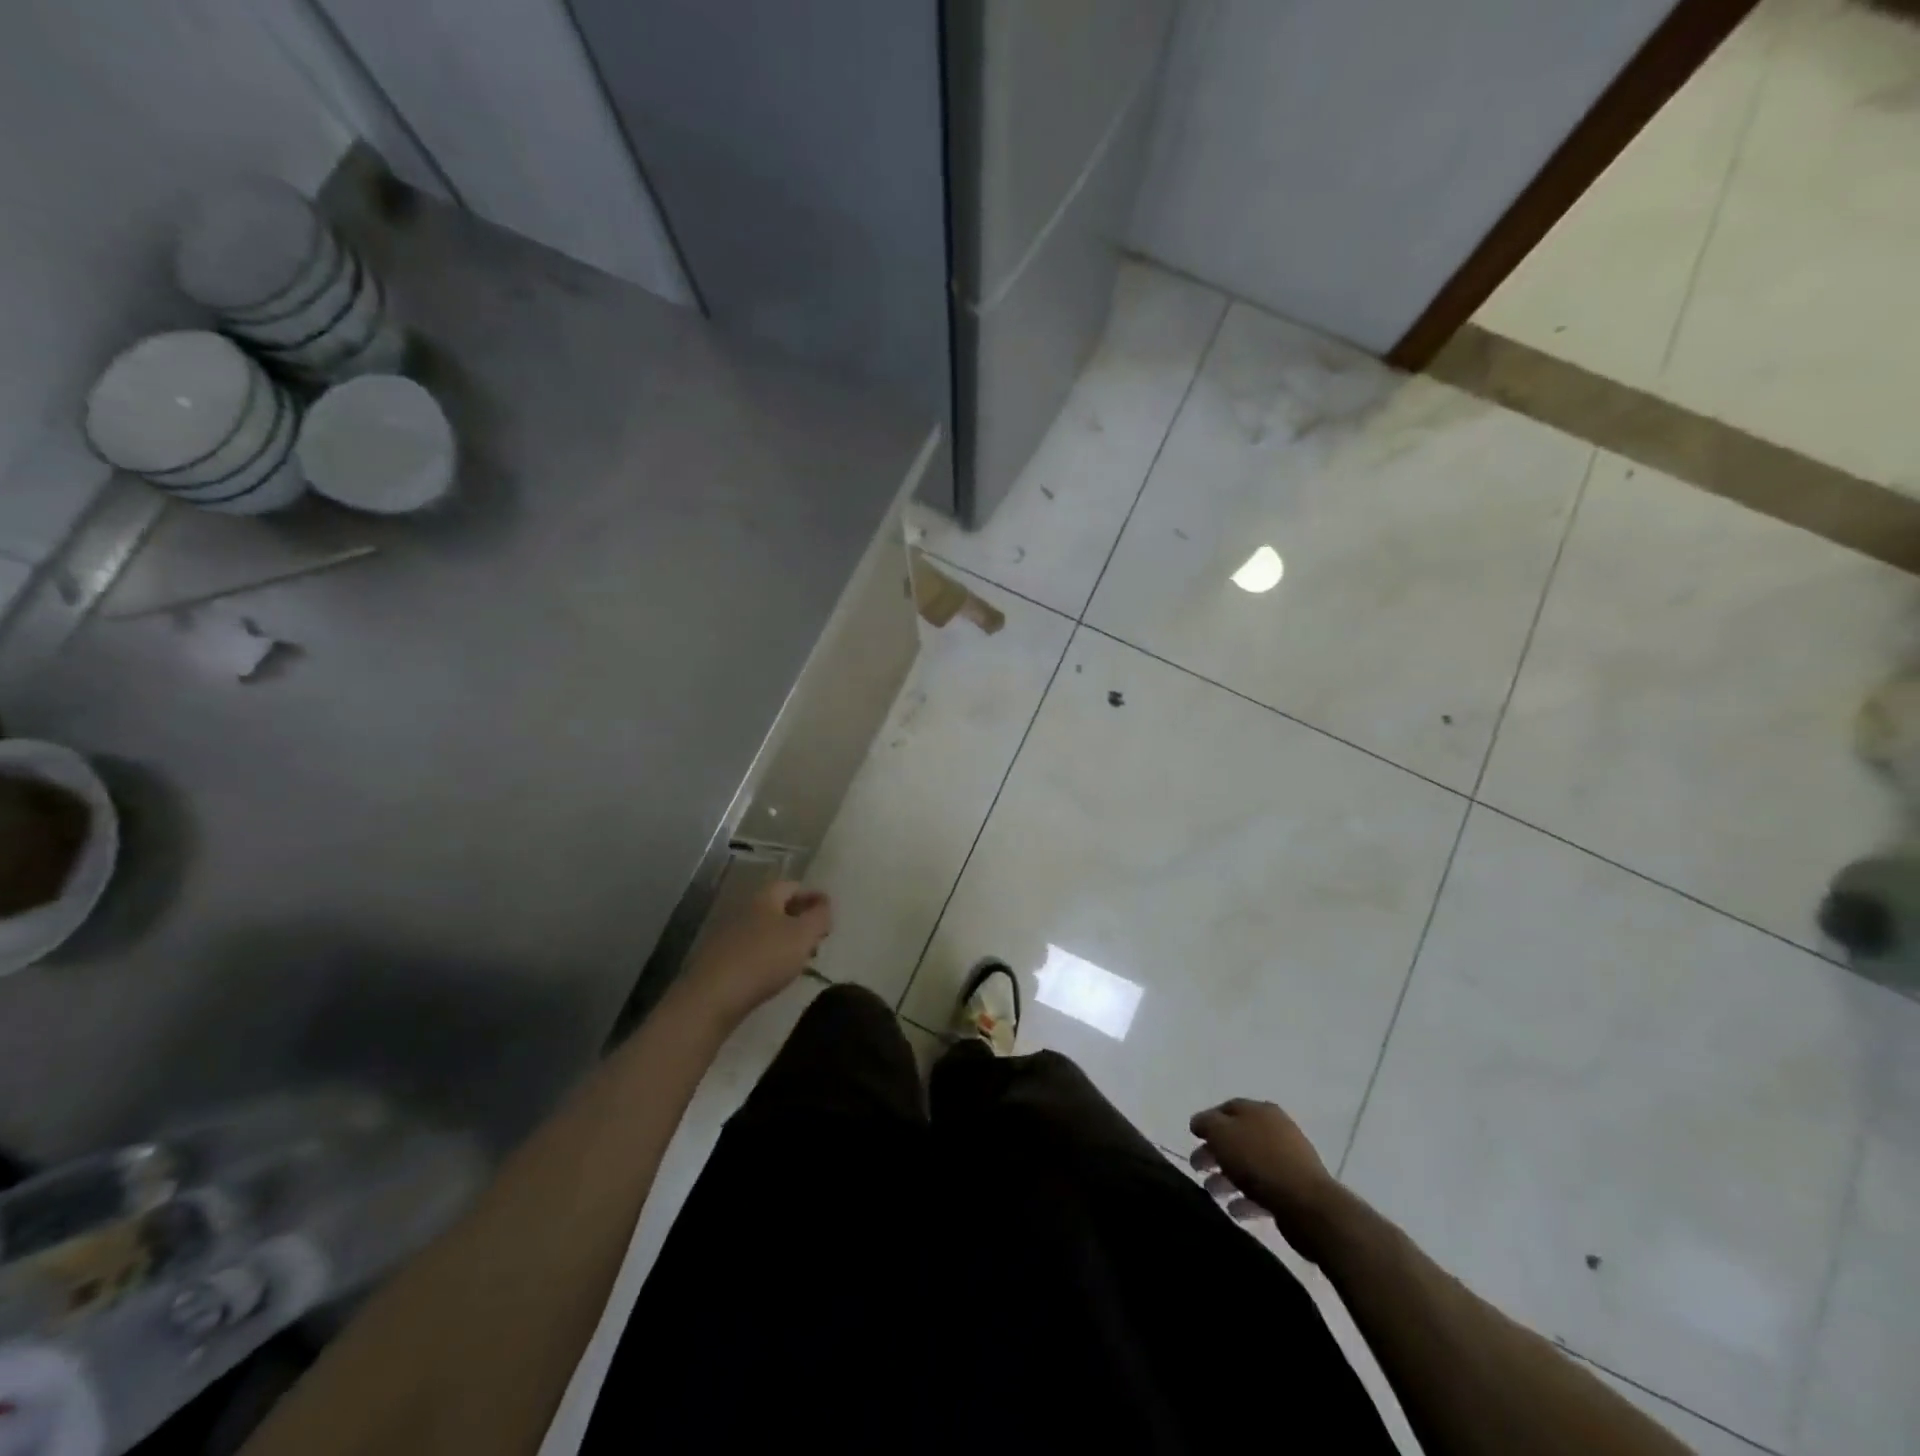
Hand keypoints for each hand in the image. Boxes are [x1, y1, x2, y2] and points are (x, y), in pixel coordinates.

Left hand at [680, 880, 831, 1025]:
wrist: (713, 997)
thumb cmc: (765, 959)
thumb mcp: (803, 935)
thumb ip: (820, 916)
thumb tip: (824, 904)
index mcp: (765, 898)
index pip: (793, 886)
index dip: (813, 898)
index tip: (828, 916)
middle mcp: (744, 909)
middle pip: (778, 907)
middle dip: (800, 920)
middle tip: (817, 939)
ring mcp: (728, 934)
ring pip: (764, 929)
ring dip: (784, 940)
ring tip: (800, 960)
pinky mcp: (719, 958)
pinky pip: (751, 949)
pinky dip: (767, 955)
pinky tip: (774, 974)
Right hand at [1190, 1098, 1339, 1241]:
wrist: (1307, 1205)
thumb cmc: (1259, 1161)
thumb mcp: (1222, 1133)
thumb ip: (1206, 1124)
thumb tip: (1199, 1123)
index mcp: (1259, 1110)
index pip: (1227, 1109)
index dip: (1208, 1121)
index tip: (1193, 1138)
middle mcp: (1275, 1130)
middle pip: (1237, 1138)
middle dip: (1214, 1152)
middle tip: (1197, 1167)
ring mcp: (1287, 1161)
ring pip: (1249, 1165)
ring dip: (1227, 1178)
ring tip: (1212, 1192)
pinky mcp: (1294, 1190)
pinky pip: (1263, 1189)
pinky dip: (1246, 1197)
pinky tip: (1234, 1210)